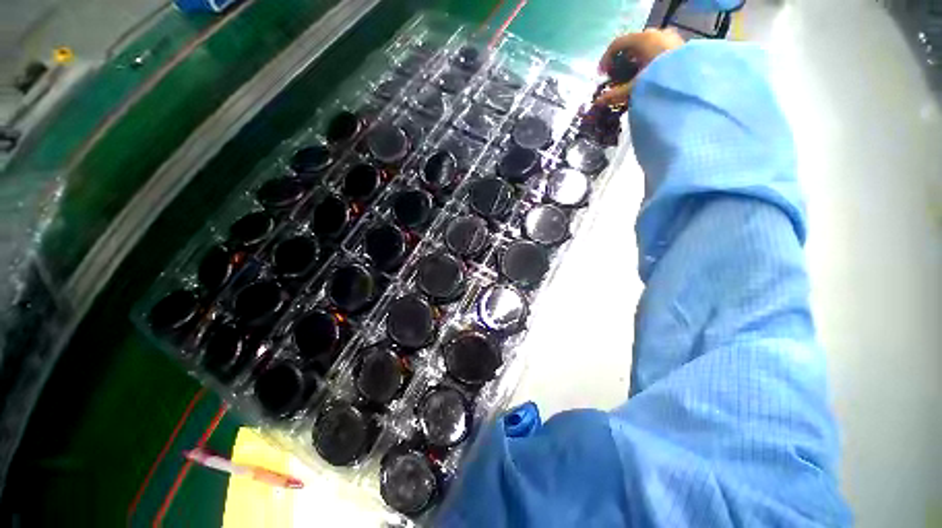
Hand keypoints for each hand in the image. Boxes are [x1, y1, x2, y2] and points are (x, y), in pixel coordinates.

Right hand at [595, 29, 684, 105]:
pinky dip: (647, 62)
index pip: (617, 44)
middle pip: (630, 46)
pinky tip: (646, 76)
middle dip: (620, 62)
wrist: (692, 82)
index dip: (605, 59)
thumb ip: (615, 94)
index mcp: (642, 39)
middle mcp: (655, 33)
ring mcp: (668, 38)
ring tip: (631, 80)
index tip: (602, 75)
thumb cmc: (658, 81)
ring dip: (634, 63)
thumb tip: (598, 102)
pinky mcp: (677, 46)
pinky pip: (656, 51)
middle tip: (615, 78)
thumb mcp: (633, 88)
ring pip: (644, 48)